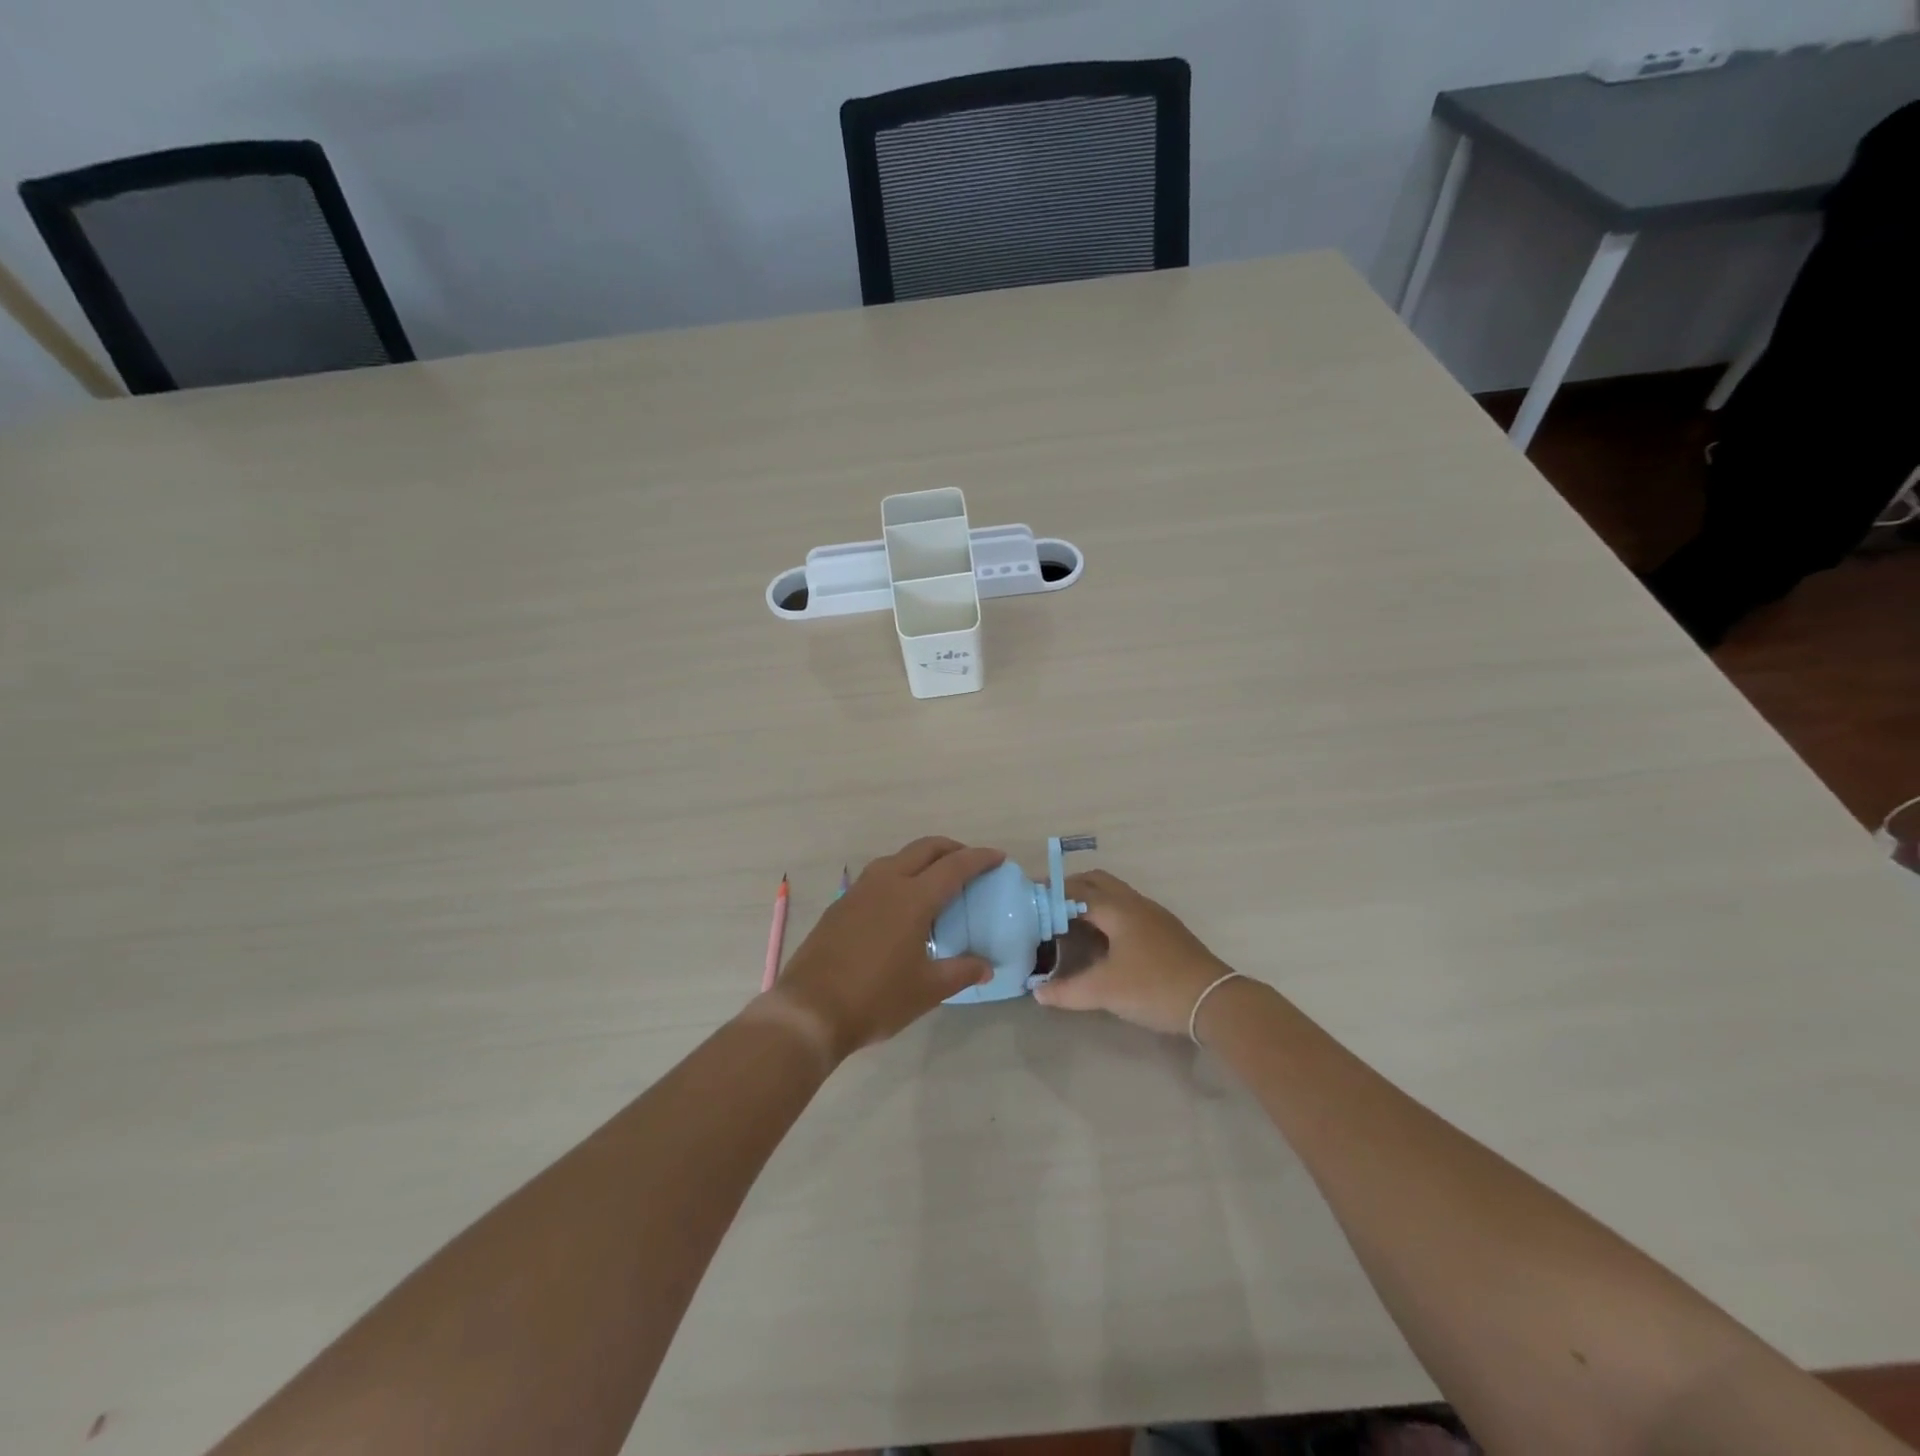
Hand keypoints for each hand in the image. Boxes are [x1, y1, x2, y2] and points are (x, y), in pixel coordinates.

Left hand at [768, 837, 1001, 1061]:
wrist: (809, 1010)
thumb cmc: (876, 999)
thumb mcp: (927, 990)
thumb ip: (961, 971)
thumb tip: (987, 966)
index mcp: (913, 898)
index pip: (955, 866)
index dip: (979, 858)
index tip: (998, 857)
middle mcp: (887, 883)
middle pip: (925, 849)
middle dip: (952, 849)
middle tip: (970, 862)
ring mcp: (859, 891)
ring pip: (898, 857)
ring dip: (923, 859)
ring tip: (937, 880)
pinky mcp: (841, 904)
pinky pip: (878, 876)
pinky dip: (899, 875)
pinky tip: (901, 903)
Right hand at [1033, 870, 1233, 1035]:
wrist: (1214, 1001)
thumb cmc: (1154, 987)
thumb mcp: (1105, 991)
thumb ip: (1067, 991)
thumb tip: (1037, 992)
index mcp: (1117, 909)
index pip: (1076, 892)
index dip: (1051, 895)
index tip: (1029, 902)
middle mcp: (1135, 903)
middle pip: (1097, 882)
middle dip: (1070, 889)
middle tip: (1048, 907)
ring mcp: (1154, 915)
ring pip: (1115, 894)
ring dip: (1091, 900)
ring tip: (1069, 922)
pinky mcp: (1165, 931)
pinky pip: (1128, 909)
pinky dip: (1108, 913)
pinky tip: (1102, 939)